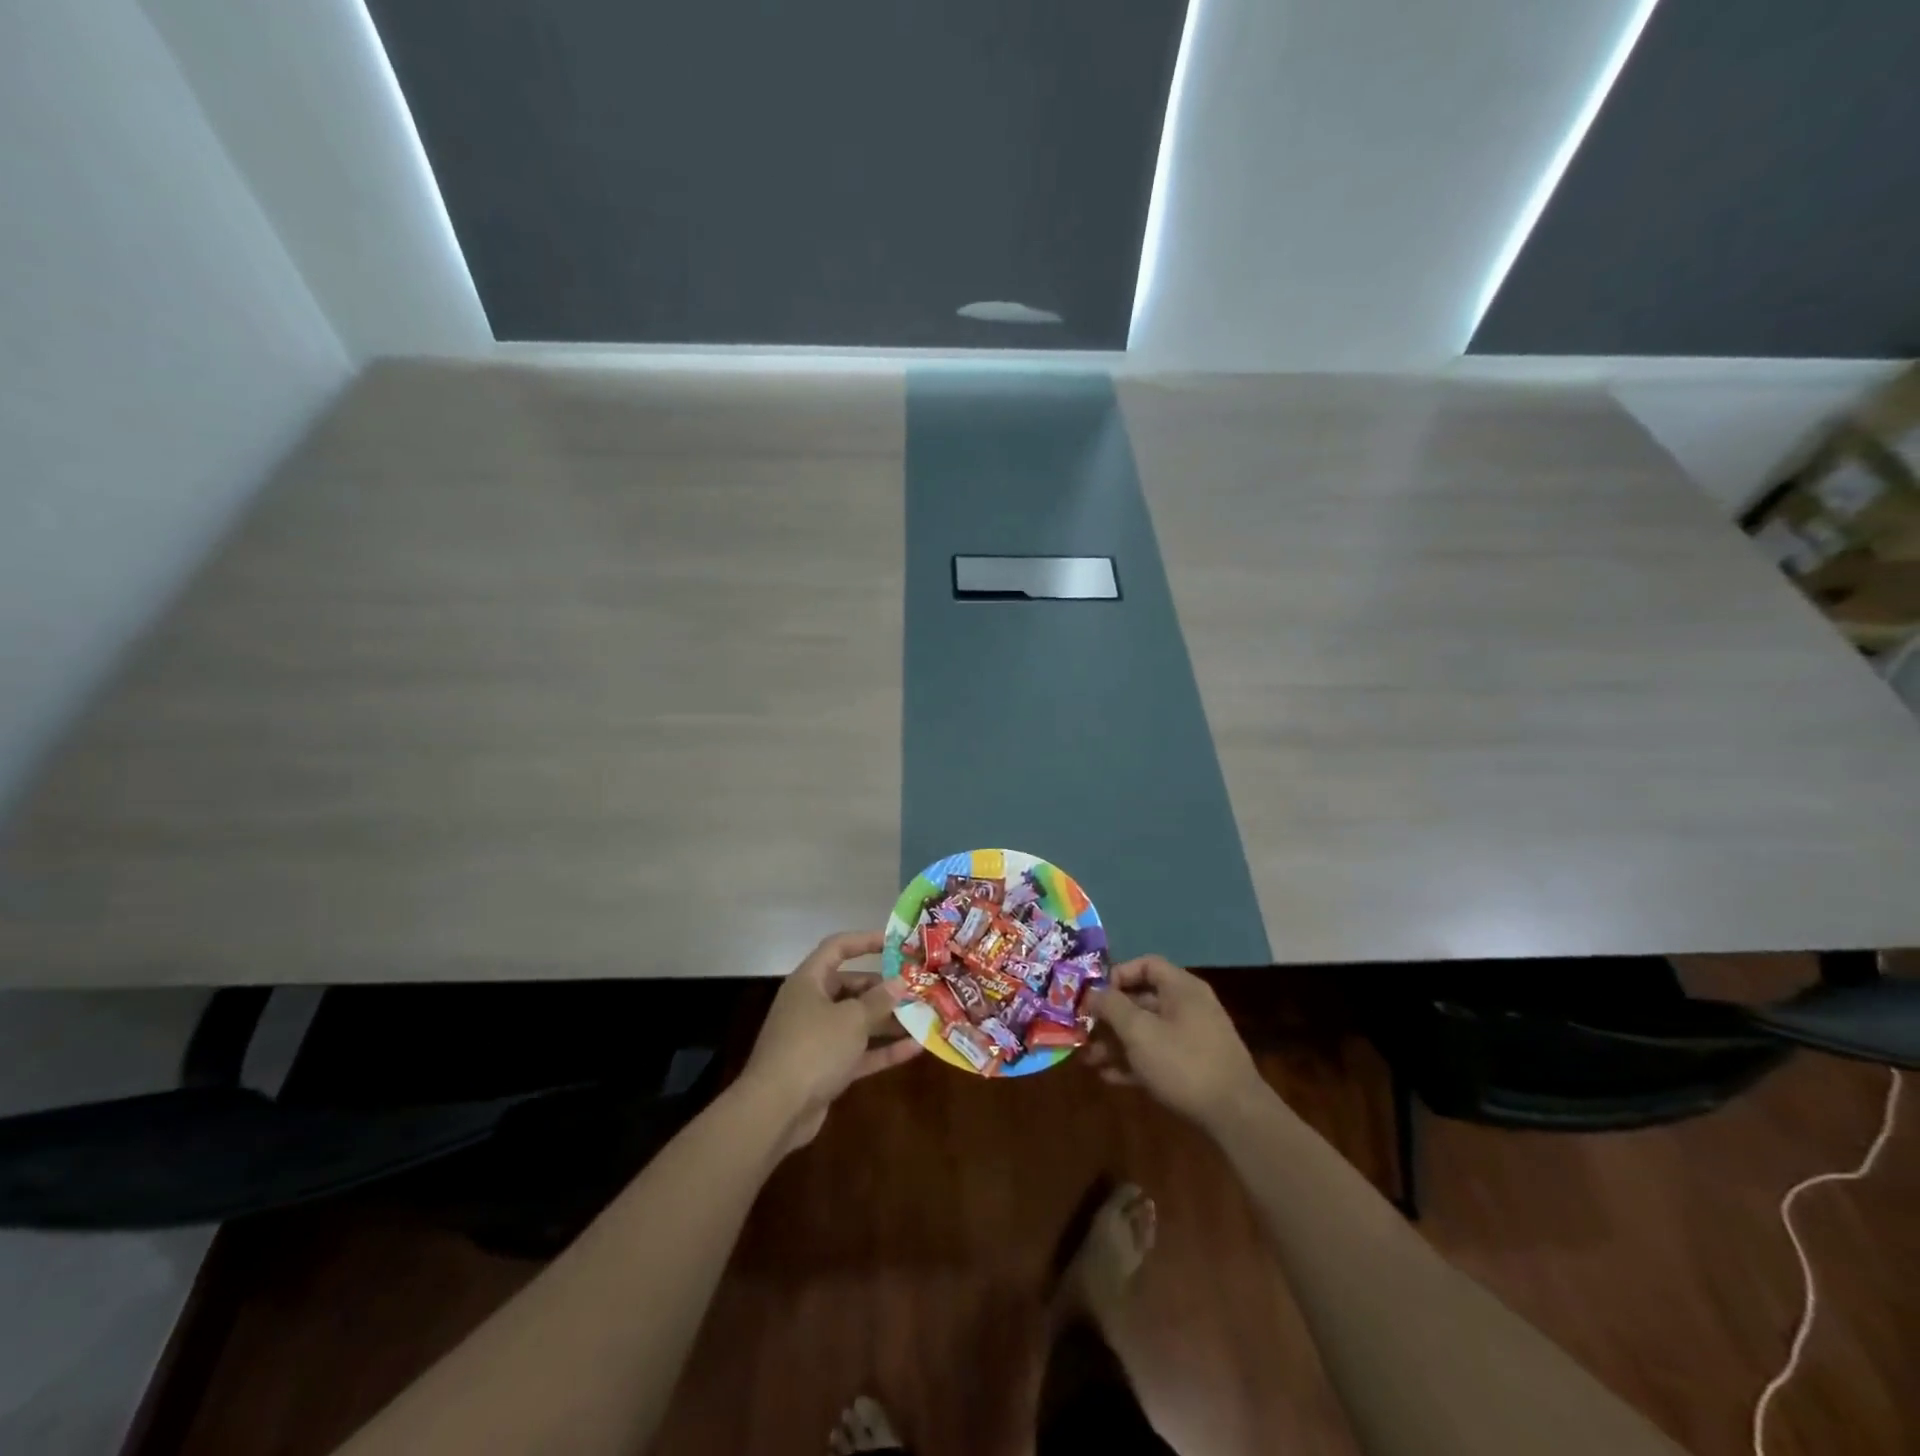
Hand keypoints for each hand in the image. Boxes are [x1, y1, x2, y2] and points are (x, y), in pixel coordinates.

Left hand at [739, 931, 922, 1152]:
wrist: (775, 1111)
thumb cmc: (813, 1048)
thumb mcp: (851, 1019)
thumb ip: (879, 1000)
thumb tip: (899, 982)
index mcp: (809, 982)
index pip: (837, 948)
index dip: (865, 941)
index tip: (895, 942)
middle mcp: (811, 1005)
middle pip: (851, 987)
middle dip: (883, 988)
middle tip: (916, 987)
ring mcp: (818, 1039)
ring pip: (857, 1022)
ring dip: (888, 1020)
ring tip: (923, 1016)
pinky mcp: (825, 1069)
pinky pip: (859, 1052)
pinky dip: (883, 1050)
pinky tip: (915, 1048)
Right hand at [1085, 956, 1268, 1129]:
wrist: (1236, 1116)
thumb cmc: (1183, 1062)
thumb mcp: (1139, 1031)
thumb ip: (1112, 1006)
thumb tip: (1093, 992)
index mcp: (1181, 988)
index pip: (1146, 965)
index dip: (1117, 975)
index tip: (1094, 995)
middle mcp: (1188, 1007)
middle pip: (1142, 1000)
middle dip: (1109, 1016)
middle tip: (1083, 1030)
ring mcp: (1193, 1038)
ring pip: (1146, 1031)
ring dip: (1116, 1043)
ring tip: (1088, 1059)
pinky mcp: (1193, 1067)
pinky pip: (1157, 1055)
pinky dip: (1134, 1062)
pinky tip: (1109, 1077)